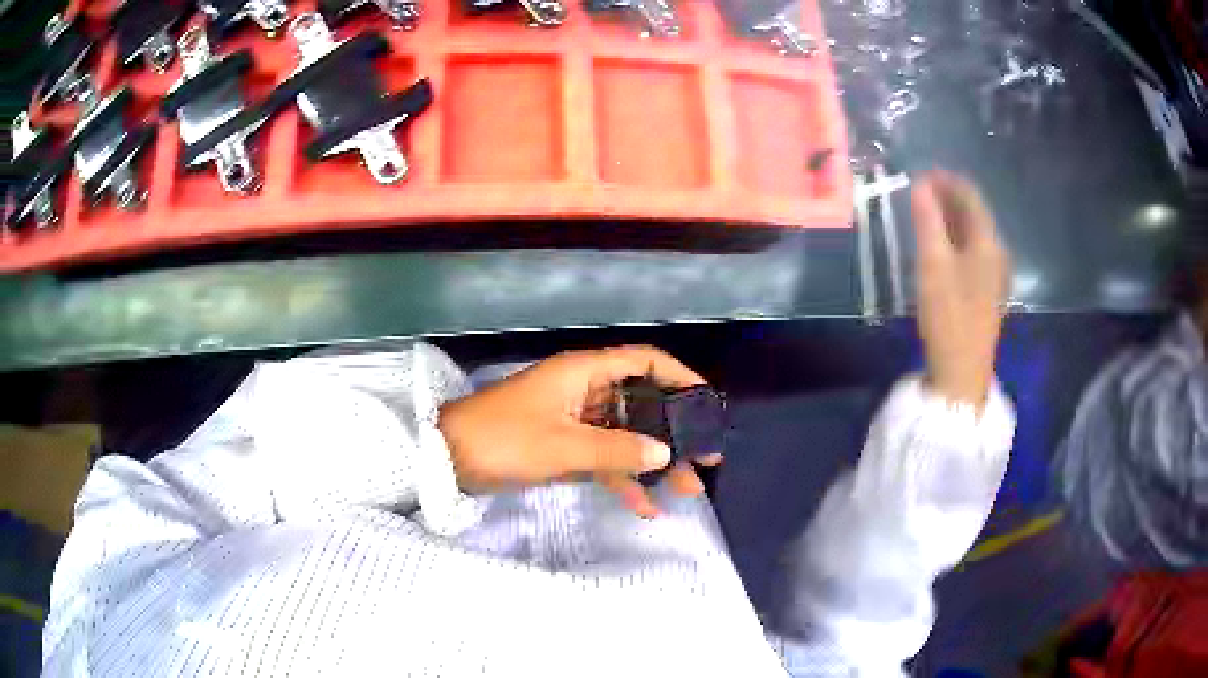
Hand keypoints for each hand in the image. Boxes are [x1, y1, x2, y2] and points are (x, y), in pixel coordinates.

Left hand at [438, 345, 721, 517]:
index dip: (679, 377)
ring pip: (625, 435)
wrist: (447, 458)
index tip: (708, 404)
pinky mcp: (563, 445)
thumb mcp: (563, 446)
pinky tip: (644, 506)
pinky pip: (602, 457)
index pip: (644, 361)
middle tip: (706, 460)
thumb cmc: (505, 439)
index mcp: (584, 372)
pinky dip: (621, 477)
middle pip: (641, 404)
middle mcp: (584, 390)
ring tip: (686, 491)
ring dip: (653, 462)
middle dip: (674, 432)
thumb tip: (666, 453)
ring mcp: (574, 420)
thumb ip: (618, 449)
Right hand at [911, 171, 1010, 408]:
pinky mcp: (986, 292)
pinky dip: (955, 239)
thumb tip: (920, 184)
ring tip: (926, 213)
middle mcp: (997, 253)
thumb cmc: (949, 315)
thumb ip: (927, 221)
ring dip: (951, 218)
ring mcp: (994, 275)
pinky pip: (972, 252)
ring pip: (973, 234)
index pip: (971, 197)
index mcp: (988, 242)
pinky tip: (940, 246)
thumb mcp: (933, 265)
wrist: (962, 371)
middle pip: (974, 214)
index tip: (922, 173)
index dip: (948, 181)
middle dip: (949, 198)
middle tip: (920, 191)